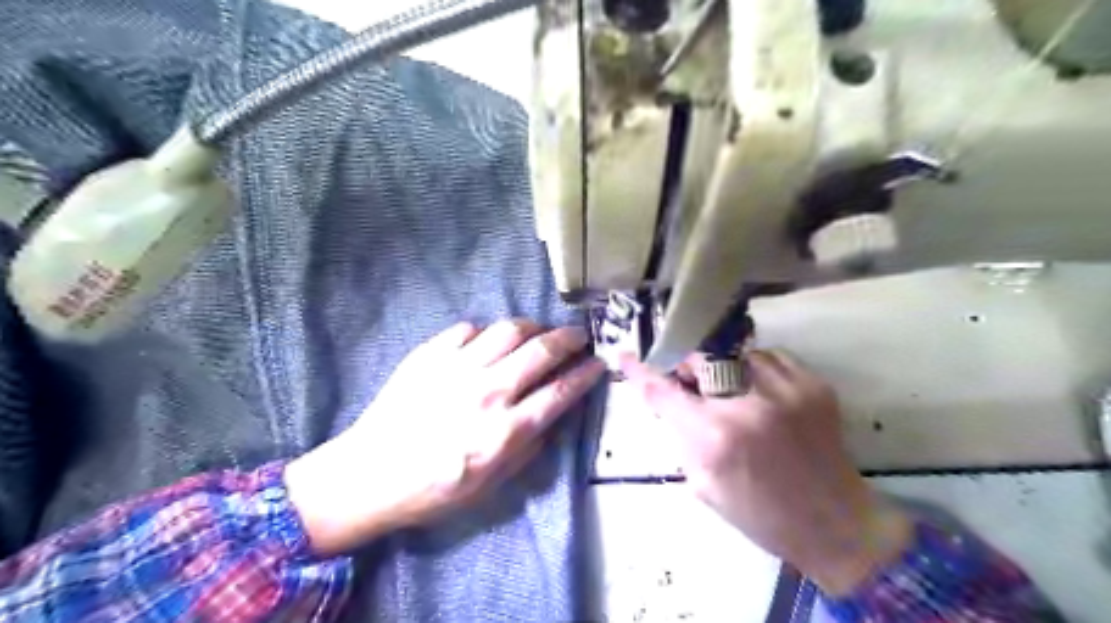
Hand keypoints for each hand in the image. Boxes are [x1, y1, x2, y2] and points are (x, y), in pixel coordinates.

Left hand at [282, 322, 603, 553]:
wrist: (370, 474)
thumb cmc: (435, 489)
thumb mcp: (492, 484)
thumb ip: (529, 446)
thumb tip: (553, 413)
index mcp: (505, 431)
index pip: (560, 392)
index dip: (586, 374)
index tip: (598, 363)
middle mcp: (487, 392)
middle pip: (542, 350)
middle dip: (569, 339)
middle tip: (578, 336)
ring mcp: (457, 368)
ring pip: (509, 329)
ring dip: (533, 327)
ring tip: (538, 333)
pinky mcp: (429, 354)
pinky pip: (469, 328)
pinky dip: (487, 332)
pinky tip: (488, 343)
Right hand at [621, 349, 905, 595]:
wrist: (835, 524)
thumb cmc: (761, 514)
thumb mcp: (703, 484)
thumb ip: (682, 437)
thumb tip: (671, 401)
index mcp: (715, 438)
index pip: (664, 392)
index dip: (640, 372)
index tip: (626, 357)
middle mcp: (746, 405)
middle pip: (699, 360)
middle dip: (688, 371)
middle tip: (693, 387)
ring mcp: (785, 390)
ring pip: (734, 354)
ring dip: (722, 370)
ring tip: (731, 392)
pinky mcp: (813, 385)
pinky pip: (770, 356)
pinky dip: (755, 368)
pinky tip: (760, 390)